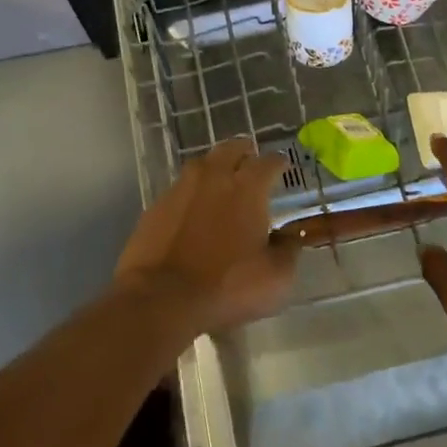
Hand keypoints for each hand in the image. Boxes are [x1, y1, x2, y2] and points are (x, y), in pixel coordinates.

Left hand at [114, 138, 297, 334]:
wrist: (163, 297)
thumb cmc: (227, 285)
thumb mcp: (275, 277)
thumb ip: (288, 250)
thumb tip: (290, 236)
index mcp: (247, 187)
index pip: (268, 162)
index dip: (278, 162)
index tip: (283, 165)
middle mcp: (214, 177)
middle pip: (231, 149)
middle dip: (244, 151)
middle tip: (250, 160)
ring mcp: (181, 188)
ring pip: (202, 164)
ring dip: (215, 167)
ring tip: (221, 180)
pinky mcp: (157, 205)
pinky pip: (180, 188)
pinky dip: (191, 193)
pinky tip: (193, 208)